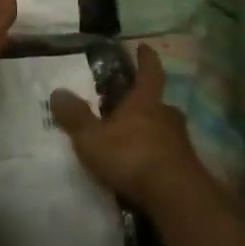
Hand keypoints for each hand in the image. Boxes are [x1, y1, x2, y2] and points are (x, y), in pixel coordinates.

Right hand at [50, 44, 224, 215]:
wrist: (176, 198)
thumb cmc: (131, 157)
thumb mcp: (93, 137)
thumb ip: (75, 116)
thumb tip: (57, 91)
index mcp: (145, 102)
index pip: (149, 72)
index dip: (146, 58)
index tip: (144, 47)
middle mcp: (167, 116)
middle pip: (158, 103)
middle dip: (146, 103)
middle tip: (130, 106)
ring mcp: (181, 143)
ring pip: (165, 130)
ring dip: (152, 131)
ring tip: (133, 140)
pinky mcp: (187, 169)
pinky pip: (168, 155)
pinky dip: (157, 156)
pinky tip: (143, 168)